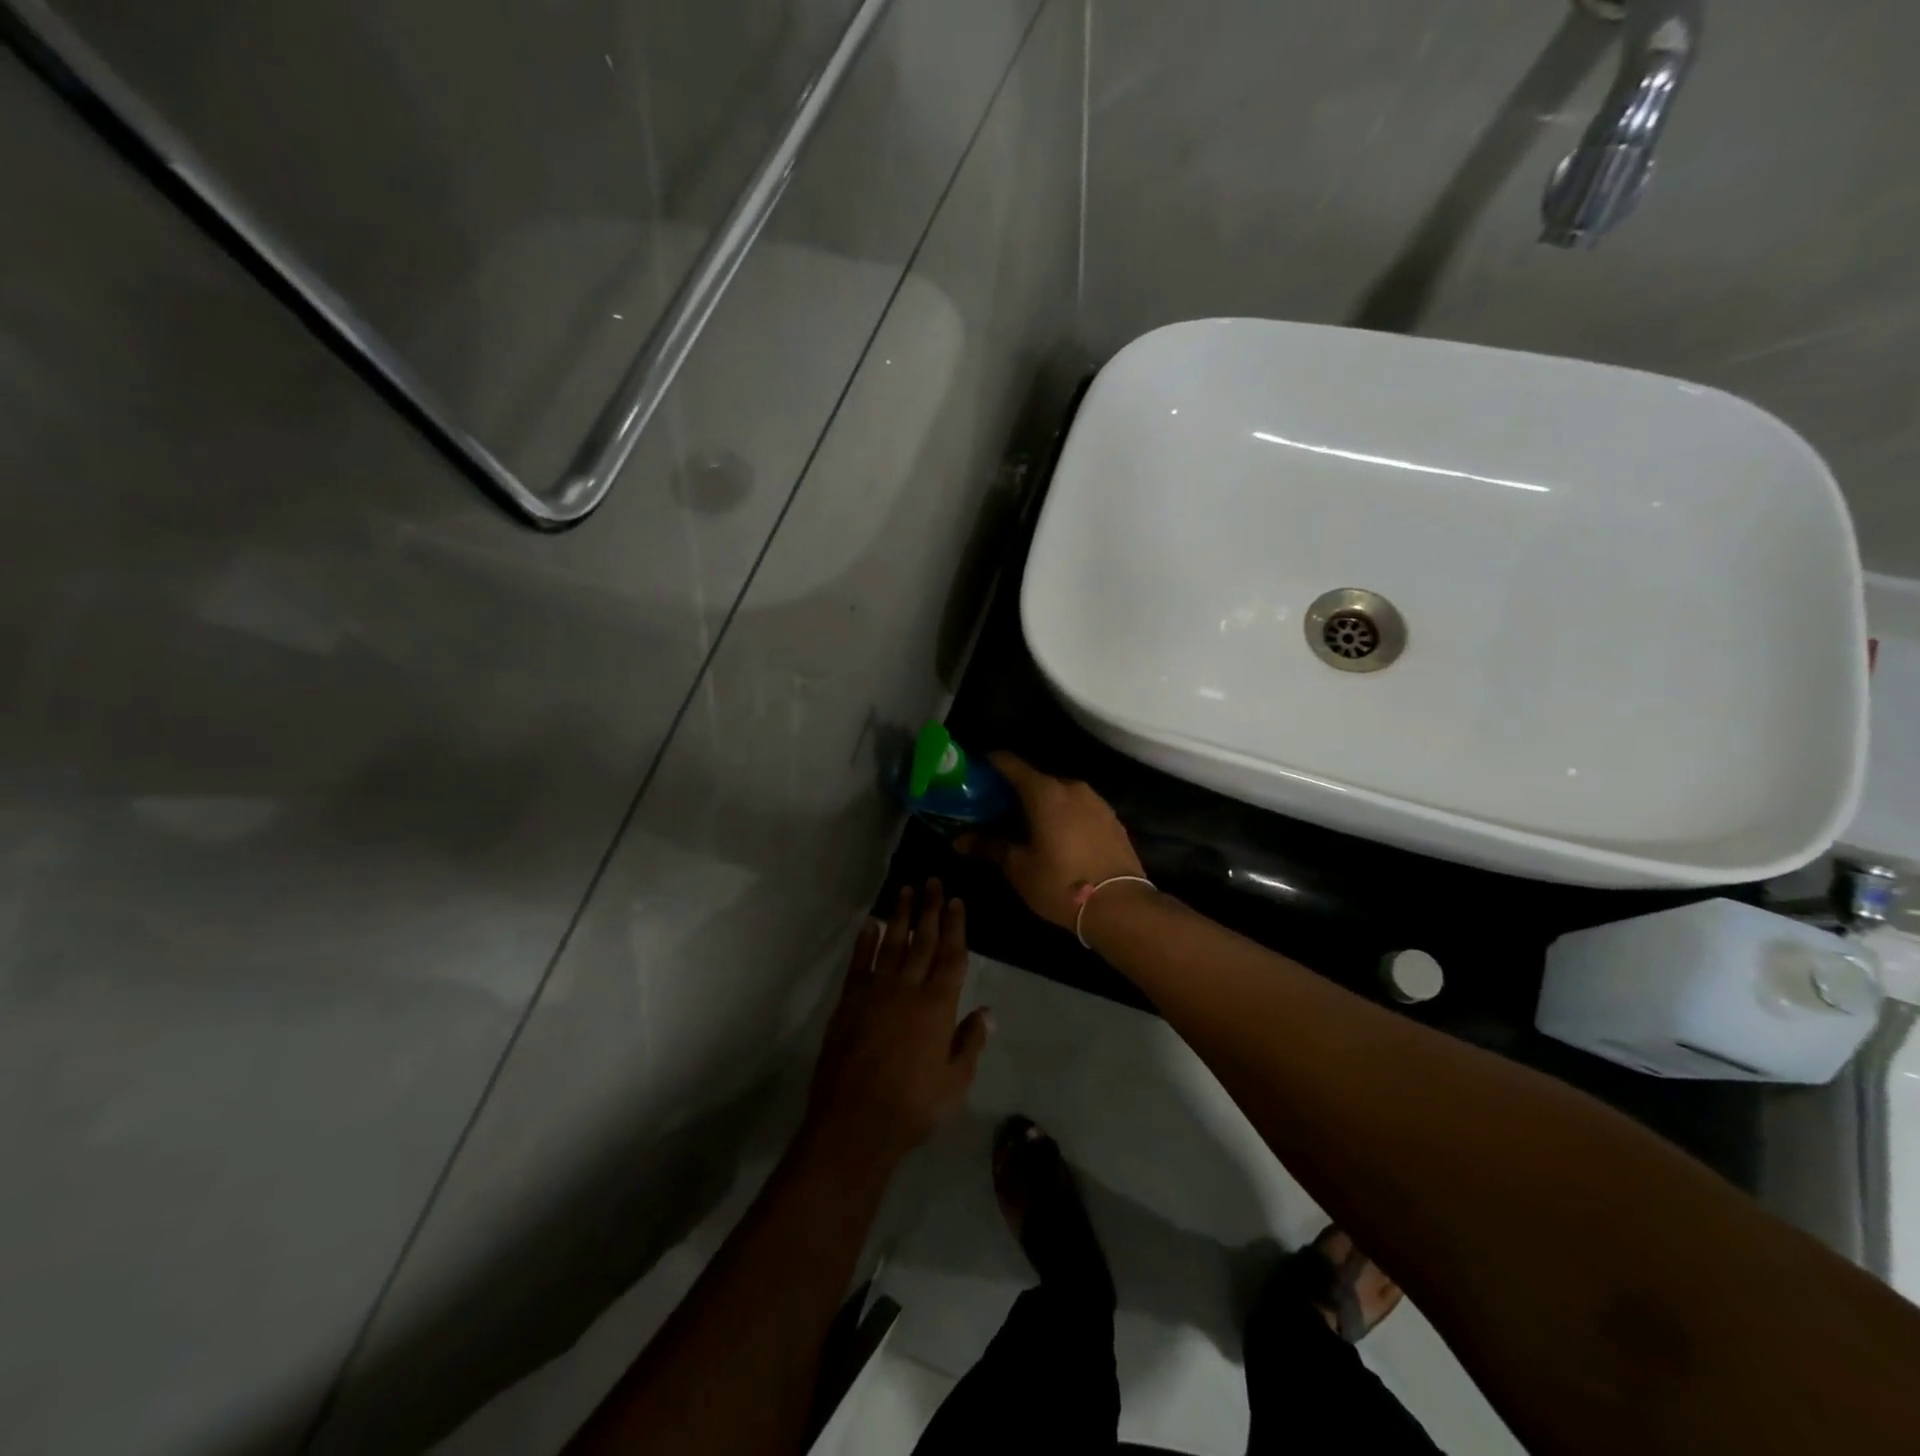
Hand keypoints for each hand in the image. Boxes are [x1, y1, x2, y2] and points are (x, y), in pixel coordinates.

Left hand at [805, 881, 991, 1166]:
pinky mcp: (849, 1001)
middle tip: (933, 881)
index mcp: (938, 1006)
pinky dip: (866, 941)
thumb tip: (987, 1011)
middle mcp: (908, 989)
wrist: (855, 1121)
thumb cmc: (913, 1106)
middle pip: (923, 941)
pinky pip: (860, 962)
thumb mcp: (955, 1082)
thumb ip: (970, 1042)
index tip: (957, 901)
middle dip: (930, 909)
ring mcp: (876, 992)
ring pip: (892, 944)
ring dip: (901, 916)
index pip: (951, 956)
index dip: (955, 927)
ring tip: (906, 890)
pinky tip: (871, 923)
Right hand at [957, 755, 1145, 932]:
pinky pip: (1079, 808)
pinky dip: (1064, 816)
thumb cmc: (1061, 883)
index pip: (1010, 763)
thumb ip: (989, 847)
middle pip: (1035, 779)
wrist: (1120, 906)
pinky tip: (1057, 839)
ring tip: (1026, 827)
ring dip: (1041, 804)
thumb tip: (958, 840)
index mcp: (1044, 792)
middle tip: (995, 811)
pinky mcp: (1112, 819)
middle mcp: (1072, 787)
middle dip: (1014, 791)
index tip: (974, 774)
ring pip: (1060, 794)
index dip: (989, 764)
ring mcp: (1096, 801)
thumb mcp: (1019, 868)